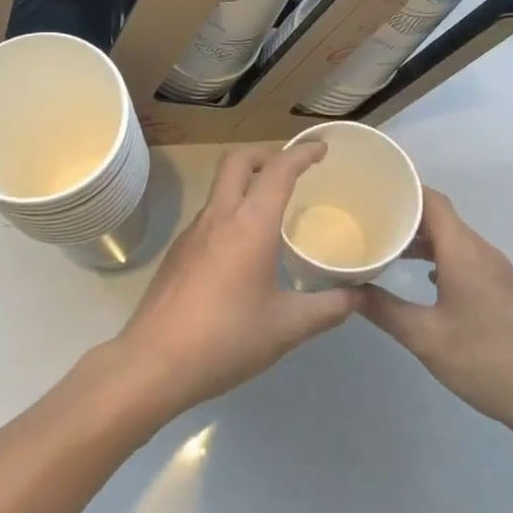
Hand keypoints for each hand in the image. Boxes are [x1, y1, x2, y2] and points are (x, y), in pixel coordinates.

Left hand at [112, 142, 360, 418]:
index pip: (278, 170)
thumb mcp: (287, 327)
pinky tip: (245, 248)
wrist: (153, 363)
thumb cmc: (226, 339)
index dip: (302, 153)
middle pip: (238, 161)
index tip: (321, 149)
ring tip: (273, 209)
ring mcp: (192, 233)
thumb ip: (328, 307)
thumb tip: (359, 295)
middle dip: (267, 154)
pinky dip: (232, 211)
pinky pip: (210, 215)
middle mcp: (219, 217)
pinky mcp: (177, 253)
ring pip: (220, 187)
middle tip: (292, 169)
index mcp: (250, 225)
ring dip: (247, 182)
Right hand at [361, 188, 512, 439]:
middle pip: (443, 219)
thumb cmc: (486, 361)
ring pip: (456, 241)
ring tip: (390, 250)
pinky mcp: (507, 291)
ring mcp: (500, 272)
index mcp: (465, 253)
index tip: (372, 192)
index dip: (403, 190)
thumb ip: (384, 310)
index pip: (432, 201)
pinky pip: (468, 260)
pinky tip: (426, 280)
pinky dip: (443, 260)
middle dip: (406, 217)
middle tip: (370, 223)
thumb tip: (346, 291)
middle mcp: (484, 253)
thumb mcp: (425, 338)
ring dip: (425, 241)